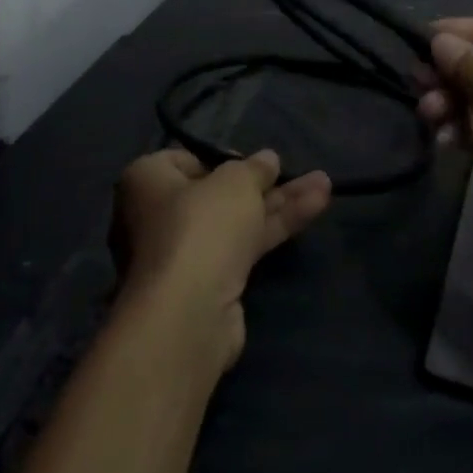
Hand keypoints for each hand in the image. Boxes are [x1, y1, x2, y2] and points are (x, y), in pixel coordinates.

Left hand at [111, 148, 331, 374]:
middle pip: (218, 193)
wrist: (190, 313)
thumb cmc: (202, 226)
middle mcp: (157, 216)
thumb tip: (267, 159)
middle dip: (264, 184)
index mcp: (147, 181)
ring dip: (281, 204)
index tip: (252, 163)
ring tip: (325, 185)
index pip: (185, 161)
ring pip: (237, 221)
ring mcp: (183, 254)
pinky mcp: (207, 285)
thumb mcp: (236, 181)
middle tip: (298, 172)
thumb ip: (255, 168)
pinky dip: (274, 229)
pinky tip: (313, 210)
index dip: (222, 159)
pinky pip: (243, 247)